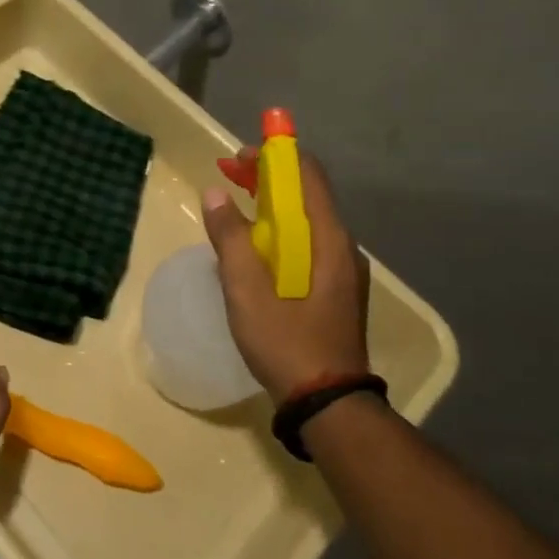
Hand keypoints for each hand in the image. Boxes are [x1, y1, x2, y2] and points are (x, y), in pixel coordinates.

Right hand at [201, 154, 369, 401]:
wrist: (328, 403)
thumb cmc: (286, 342)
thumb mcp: (246, 290)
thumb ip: (230, 238)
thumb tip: (214, 192)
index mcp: (327, 239)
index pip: (308, 174)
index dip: (274, 155)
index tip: (238, 157)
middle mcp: (343, 246)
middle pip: (307, 194)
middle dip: (268, 179)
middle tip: (229, 178)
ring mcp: (344, 270)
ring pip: (308, 220)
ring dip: (273, 206)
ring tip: (237, 211)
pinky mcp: (338, 290)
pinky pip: (309, 244)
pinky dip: (282, 232)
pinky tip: (258, 251)